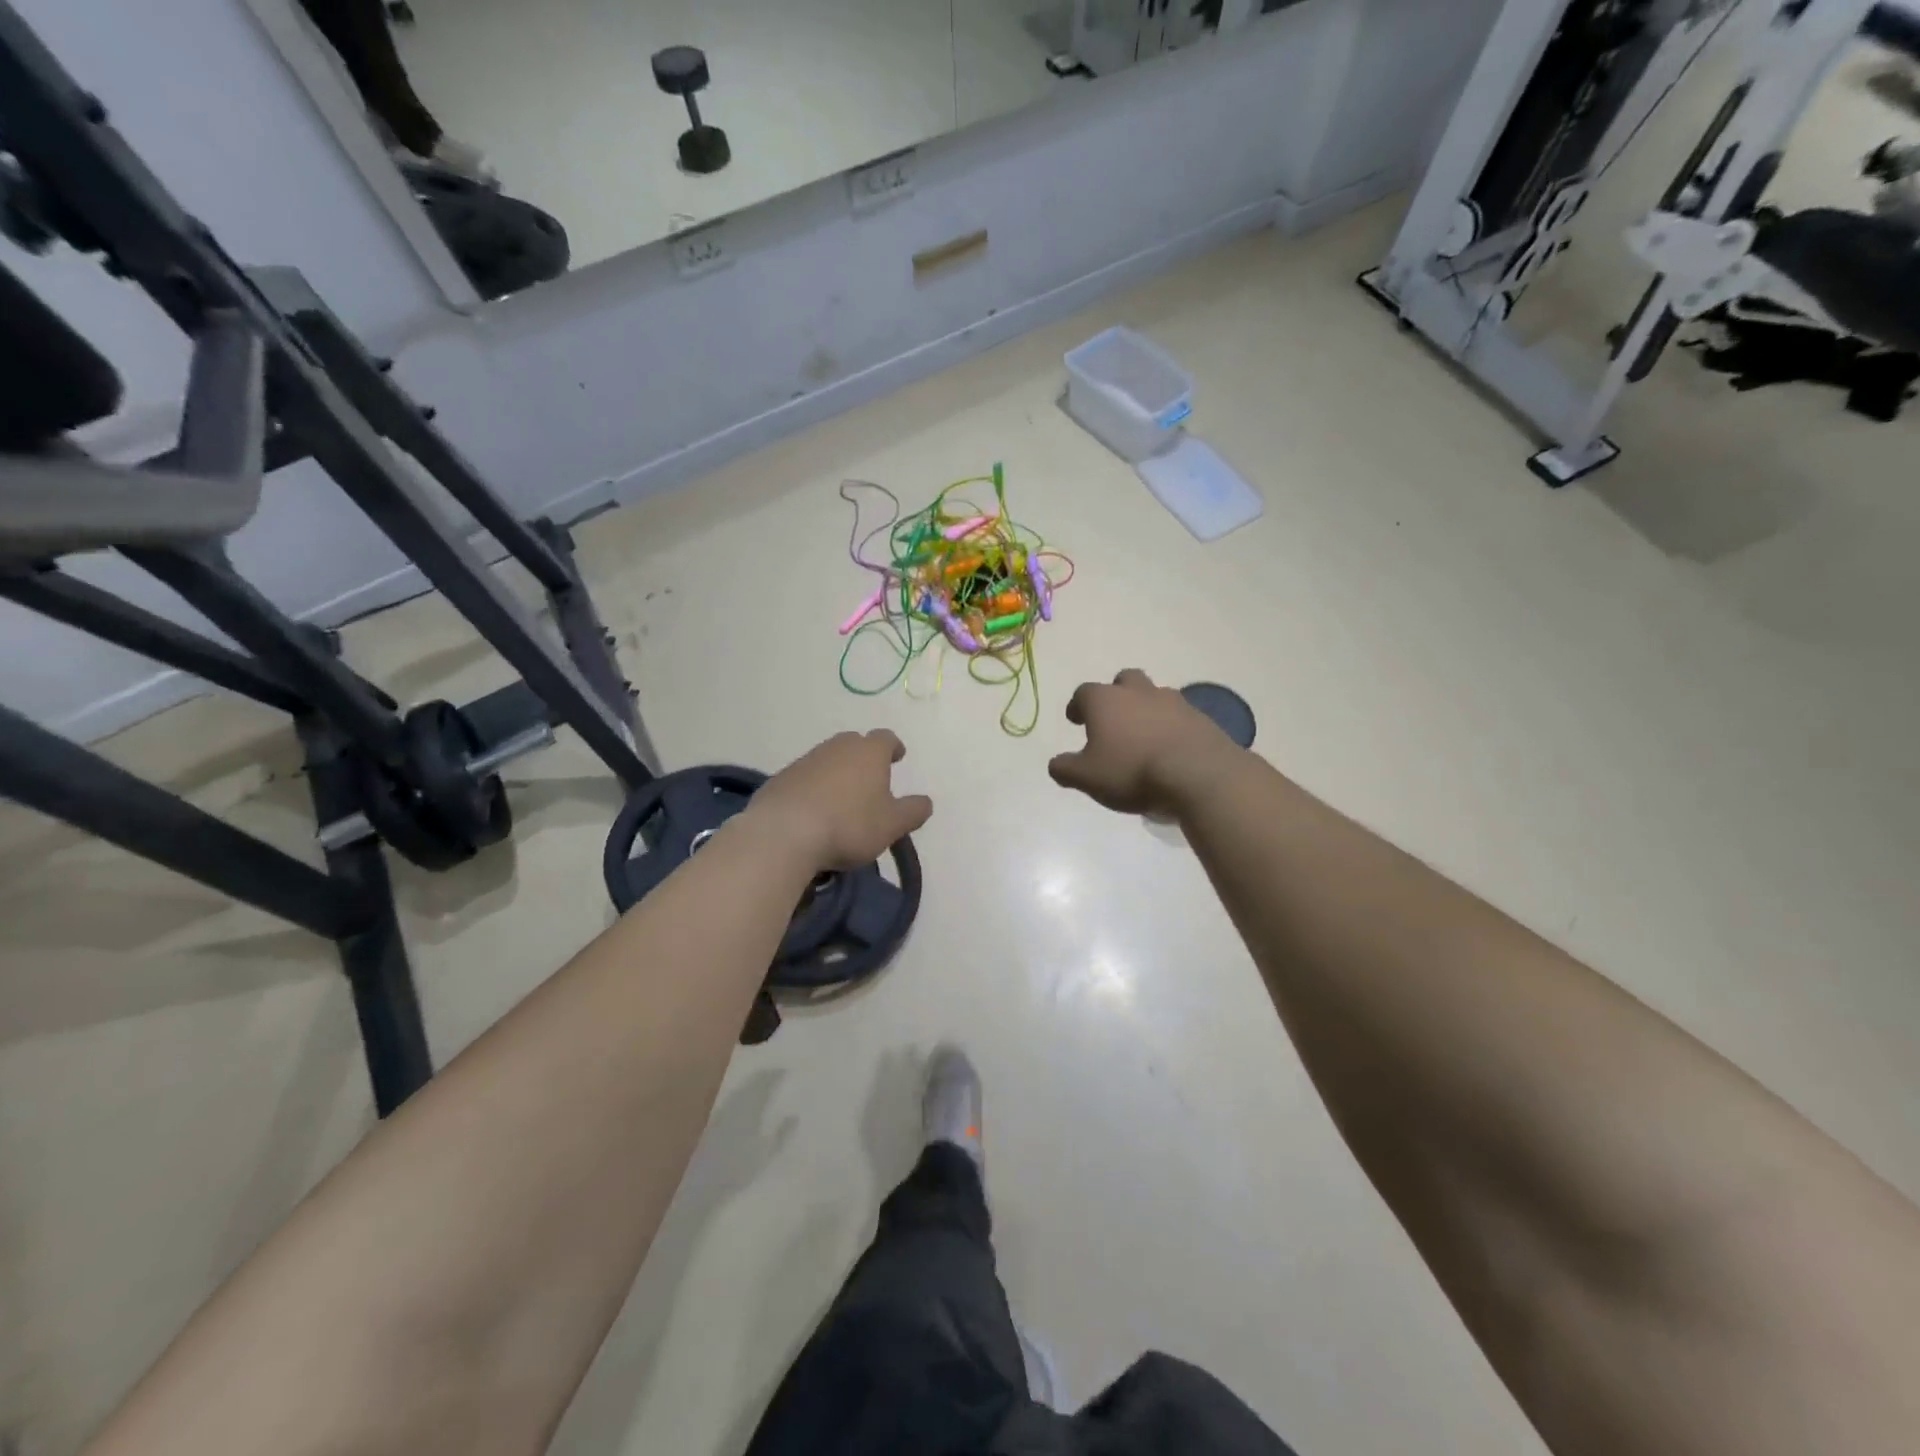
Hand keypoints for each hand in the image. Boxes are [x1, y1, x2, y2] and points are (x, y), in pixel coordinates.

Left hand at [746, 730, 932, 872]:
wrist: (784, 833)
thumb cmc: (849, 824)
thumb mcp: (892, 824)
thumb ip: (913, 811)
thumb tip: (925, 801)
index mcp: (869, 752)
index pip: (886, 738)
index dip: (894, 747)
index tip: (898, 757)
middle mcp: (837, 747)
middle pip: (855, 744)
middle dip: (864, 757)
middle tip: (871, 778)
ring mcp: (806, 760)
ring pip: (828, 759)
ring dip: (838, 773)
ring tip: (842, 799)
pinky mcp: (781, 778)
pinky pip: (805, 777)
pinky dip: (814, 788)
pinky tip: (814, 810)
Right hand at [1049, 670, 1239, 817]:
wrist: (1198, 775)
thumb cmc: (1131, 771)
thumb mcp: (1086, 778)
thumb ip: (1065, 769)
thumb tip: (1056, 763)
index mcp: (1105, 700)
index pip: (1084, 692)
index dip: (1078, 705)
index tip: (1076, 720)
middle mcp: (1138, 692)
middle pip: (1124, 680)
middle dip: (1116, 694)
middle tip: (1112, 718)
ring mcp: (1173, 702)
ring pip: (1154, 695)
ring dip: (1146, 709)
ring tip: (1143, 735)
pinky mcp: (1200, 718)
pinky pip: (1179, 716)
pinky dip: (1171, 726)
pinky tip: (1170, 748)